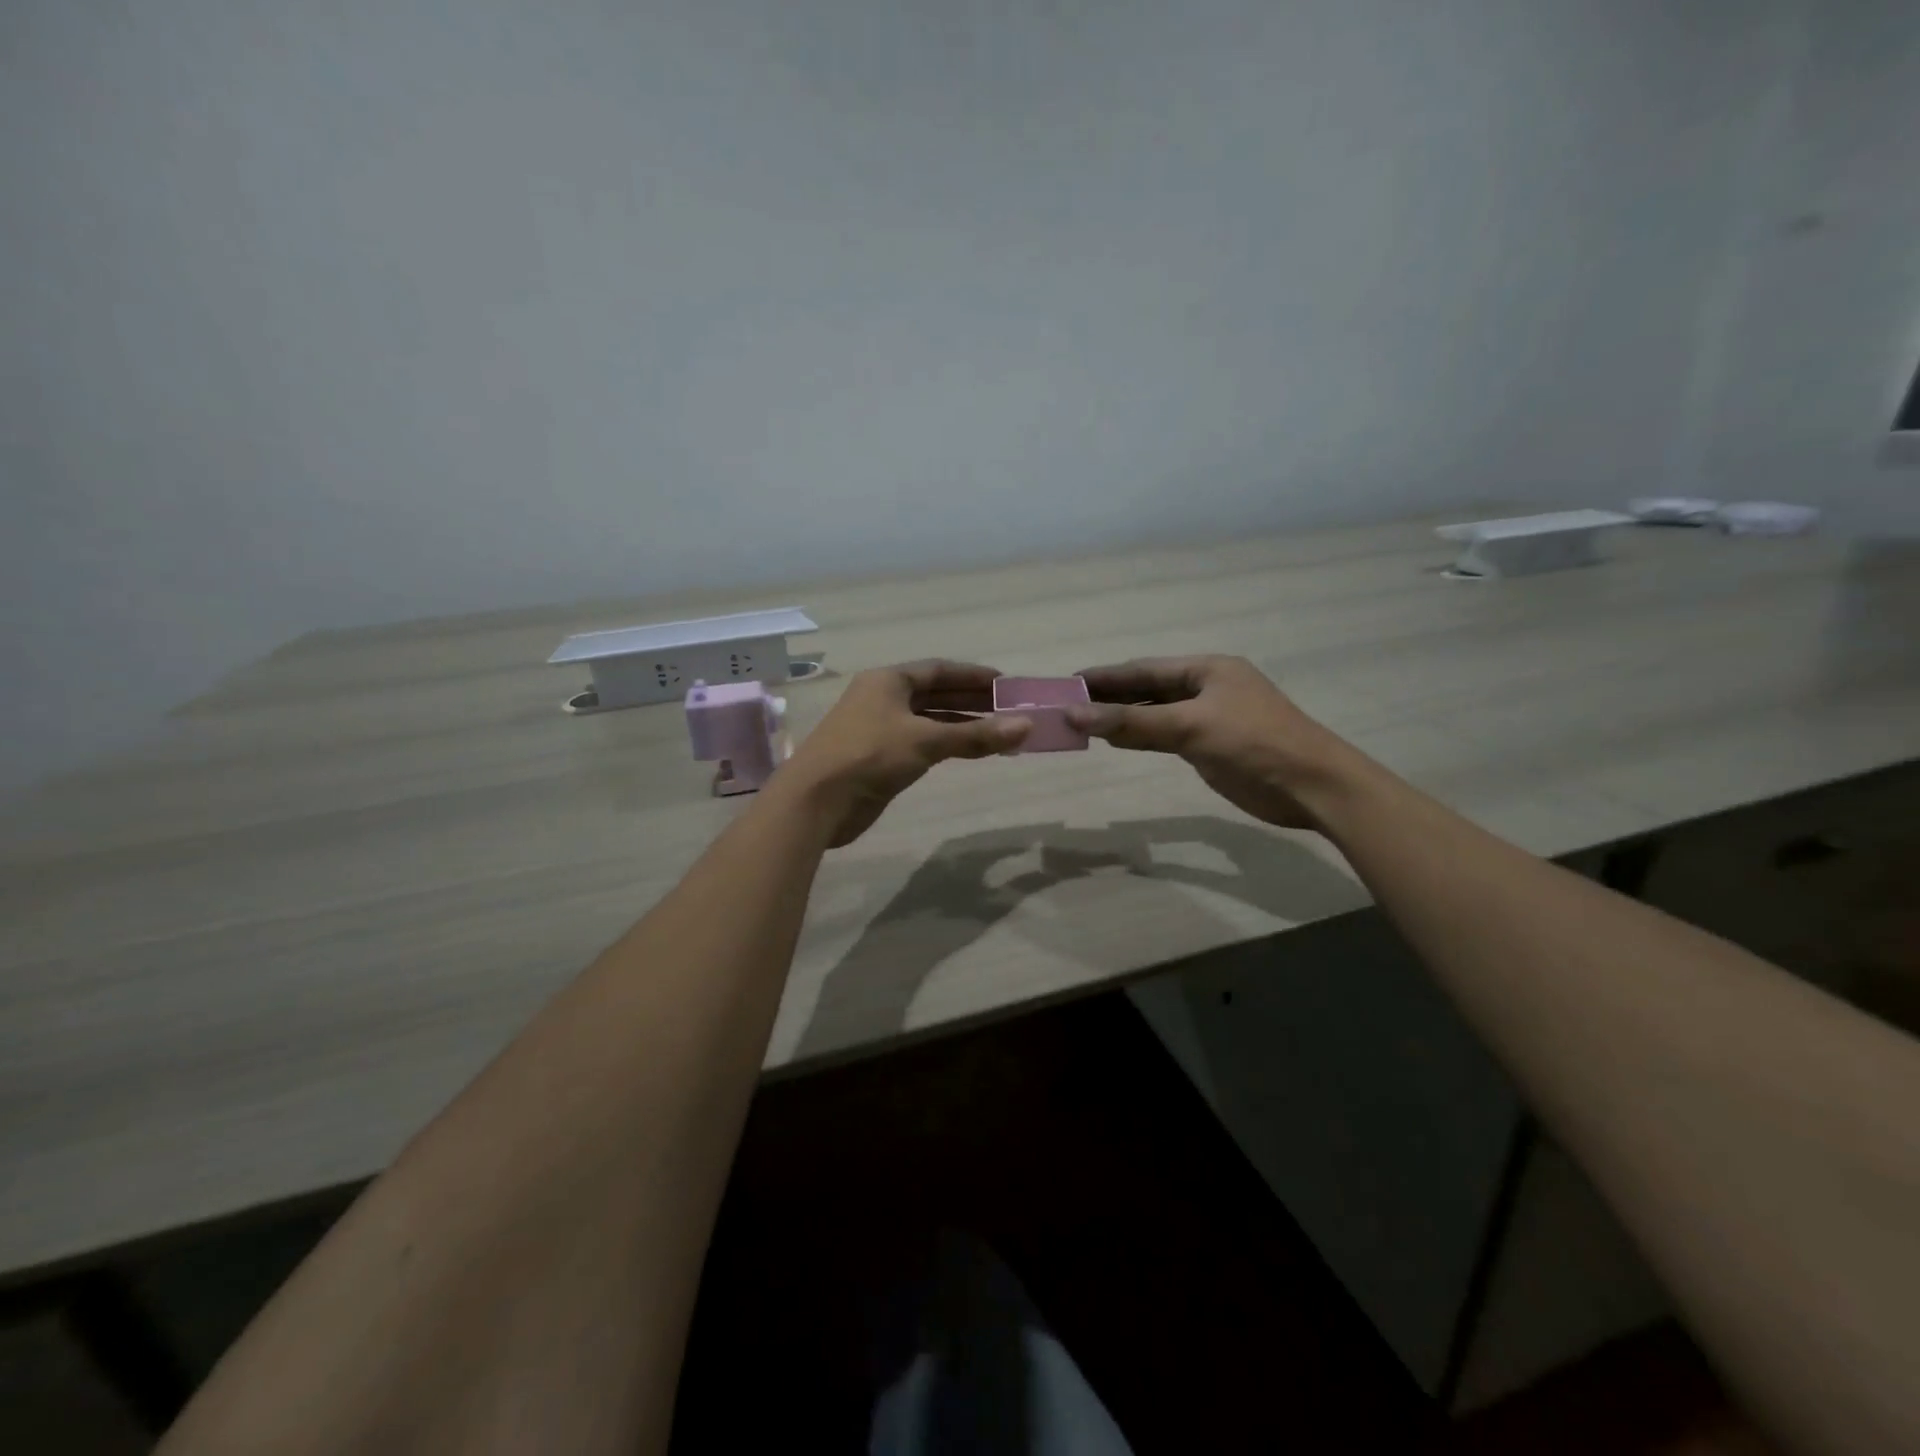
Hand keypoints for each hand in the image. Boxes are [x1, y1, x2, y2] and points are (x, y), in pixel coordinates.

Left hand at [783, 661, 1030, 846]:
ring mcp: (878, 728)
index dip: (973, 675)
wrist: (816, 801)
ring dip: (961, 725)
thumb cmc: (869, 756)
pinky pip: (920, 743)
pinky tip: (968, 752)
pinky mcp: (878, 757)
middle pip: (934, 693)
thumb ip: (976, 735)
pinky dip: (945, 745)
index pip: (939, 669)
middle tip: (1009, 709)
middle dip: (971, 701)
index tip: (1006, 683)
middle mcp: (882, 698)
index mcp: (888, 680)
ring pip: (928, 720)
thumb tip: (1026, 725)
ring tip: (998, 732)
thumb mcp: (926, 741)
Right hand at [1067, 656, 1362, 830]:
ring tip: (1081, 722)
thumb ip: (1132, 721)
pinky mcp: (1210, 747)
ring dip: (1122, 718)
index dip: (1105, 676)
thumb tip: (1075, 715)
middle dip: (1109, 696)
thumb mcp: (1190, 726)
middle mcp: (1206, 688)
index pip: (1144, 668)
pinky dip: (1140, 737)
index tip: (1067, 682)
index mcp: (1207, 669)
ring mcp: (1209, 718)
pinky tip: (1115, 740)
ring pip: (1154, 714)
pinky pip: (1165, 736)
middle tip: (1066, 704)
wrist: (1312, 787)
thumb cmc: (1254, 744)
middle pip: (1147, 689)